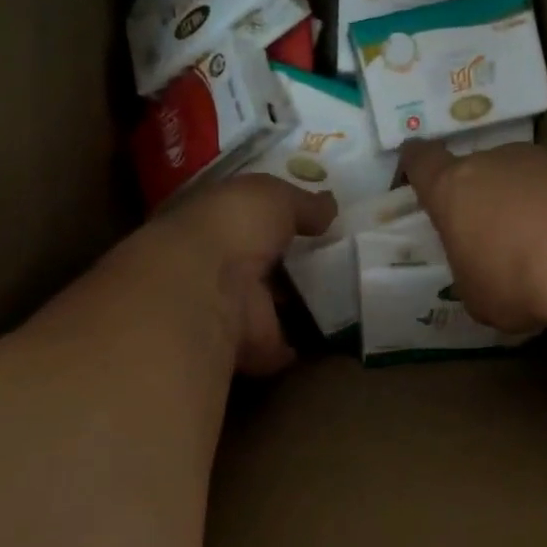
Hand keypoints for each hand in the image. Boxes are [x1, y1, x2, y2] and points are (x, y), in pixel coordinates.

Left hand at [135, 175, 336, 374]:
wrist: (206, 291)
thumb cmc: (231, 229)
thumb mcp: (270, 196)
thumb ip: (301, 203)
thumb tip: (328, 206)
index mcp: (211, 227)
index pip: (242, 222)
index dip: (271, 221)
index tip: (309, 225)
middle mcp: (215, 270)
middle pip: (258, 268)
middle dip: (287, 268)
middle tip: (333, 266)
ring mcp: (230, 312)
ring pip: (269, 309)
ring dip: (295, 308)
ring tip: (339, 302)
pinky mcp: (249, 350)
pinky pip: (282, 348)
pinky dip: (302, 348)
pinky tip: (331, 340)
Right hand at [399, 141, 546, 332]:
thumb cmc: (515, 277)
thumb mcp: (478, 296)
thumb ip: (472, 274)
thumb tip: (485, 274)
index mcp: (451, 190)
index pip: (423, 162)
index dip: (418, 164)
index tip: (418, 165)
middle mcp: (491, 162)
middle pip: (477, 170)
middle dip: (483, 196)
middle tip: (494, 234)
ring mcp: (539, 159)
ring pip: (522, 176)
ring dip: (526, 201)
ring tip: (543, 242)